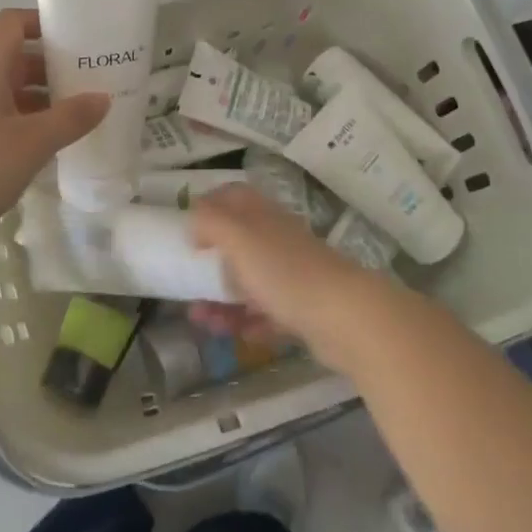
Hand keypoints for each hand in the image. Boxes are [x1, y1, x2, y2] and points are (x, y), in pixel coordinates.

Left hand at [0, 8, 108, 245]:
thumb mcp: (31, 142)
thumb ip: (70, 118)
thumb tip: (103, 98)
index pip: (13, 23)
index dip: (43, 21)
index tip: (79, 35)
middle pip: (16, 57)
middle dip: (53, 64)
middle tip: (92, 77)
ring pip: (10, 89)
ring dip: (43, 96)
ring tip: (79, 112)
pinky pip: (1, 115)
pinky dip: (27, 120)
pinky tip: (49, 142)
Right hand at [190, 185, 387, 370]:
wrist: (345, 317)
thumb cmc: (285, 272)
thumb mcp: (239, 238)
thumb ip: (212, 222)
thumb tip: (194, 219)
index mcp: (263, 216)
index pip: (233, 196)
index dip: (210, 205)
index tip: (187, 227)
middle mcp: (278, 240)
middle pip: (239, 243)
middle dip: (211, 264)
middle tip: (188, 284)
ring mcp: (292, 275)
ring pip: (250, 281)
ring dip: (223, 300)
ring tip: (202, 322)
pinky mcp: (303, 309)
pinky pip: (267, 313)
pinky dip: (248, 322)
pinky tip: (235, 335)